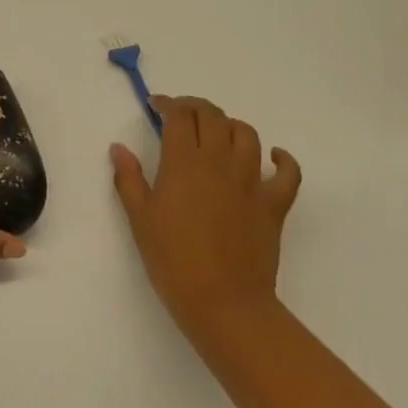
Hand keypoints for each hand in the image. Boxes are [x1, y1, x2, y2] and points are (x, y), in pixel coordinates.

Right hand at [111, 95, 301, 337]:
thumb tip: (119, 148)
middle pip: (212, 117)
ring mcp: (251, 181)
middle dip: (196, 107)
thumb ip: (129, 179)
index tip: (157, 106)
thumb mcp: (140, 220)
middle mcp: (219, 162)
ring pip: (247, 134)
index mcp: (184, 163)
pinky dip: (283, 160)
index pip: (179, 116)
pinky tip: (274, 157)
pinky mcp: (274, 204)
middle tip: (182, 115)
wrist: (224, 303)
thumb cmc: (174, 262)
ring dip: (230, 125)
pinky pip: (288, 173)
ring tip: (218, 133)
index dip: (168, 104)